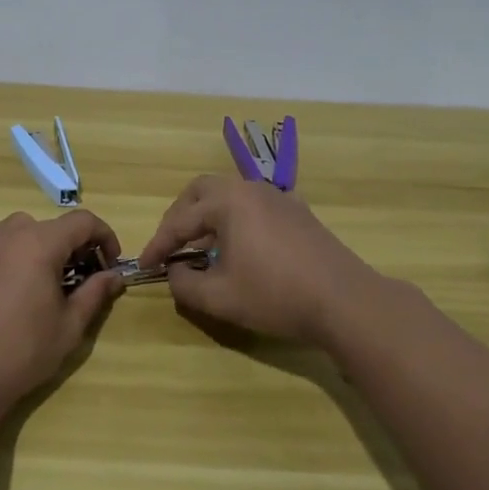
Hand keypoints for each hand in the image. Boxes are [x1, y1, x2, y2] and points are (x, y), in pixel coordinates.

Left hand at [0, 210, 124, 419]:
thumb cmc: (22, 351)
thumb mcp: (69, 326)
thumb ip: (94, 293)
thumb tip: (114, 276)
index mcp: (39, 244)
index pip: (82, 221)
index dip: (104, 236)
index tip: (110, 263)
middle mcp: (8, 236)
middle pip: (49, 225)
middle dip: (71, 245)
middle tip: (79, 277)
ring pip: (19, 233)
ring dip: (40, 249)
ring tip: (44, 285)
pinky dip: (12, 261)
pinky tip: (11, 297)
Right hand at [138, 176, 382, 345]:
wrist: (344, 301)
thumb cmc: (276, 296)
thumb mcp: (220, 298)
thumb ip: (185, 284)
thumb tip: (174, 271)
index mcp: (228, 202)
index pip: (180, 219)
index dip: (158, 244)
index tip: (144, 265)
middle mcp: (251, 188)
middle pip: (202, 191)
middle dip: (180, 216)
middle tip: (170, 244)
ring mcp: (278, 197)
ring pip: (230, 195)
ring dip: (208, 216)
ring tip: (201, 247)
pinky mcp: (297, 211)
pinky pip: (254, 205)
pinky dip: (235, 219)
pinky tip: (239, 244)